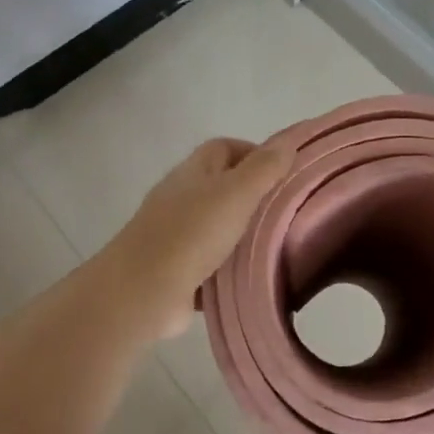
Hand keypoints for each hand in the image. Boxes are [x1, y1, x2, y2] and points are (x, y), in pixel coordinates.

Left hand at [97, 137, 292, 339]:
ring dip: (243, 234)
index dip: (255, 153)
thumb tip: (288, 141)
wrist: (143, 291)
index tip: (287, 172)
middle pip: (222, 186)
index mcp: (193, 172)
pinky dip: (230, 267)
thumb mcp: (235, 194)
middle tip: (290, 211)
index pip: (225, 148)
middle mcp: (181, 198)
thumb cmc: (191, 233)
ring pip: (218, 226)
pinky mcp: (177, 270)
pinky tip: (255, 276)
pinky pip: (211, 263)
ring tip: (281, 245)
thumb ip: (263, 168)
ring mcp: (176, 235)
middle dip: (254, 195)